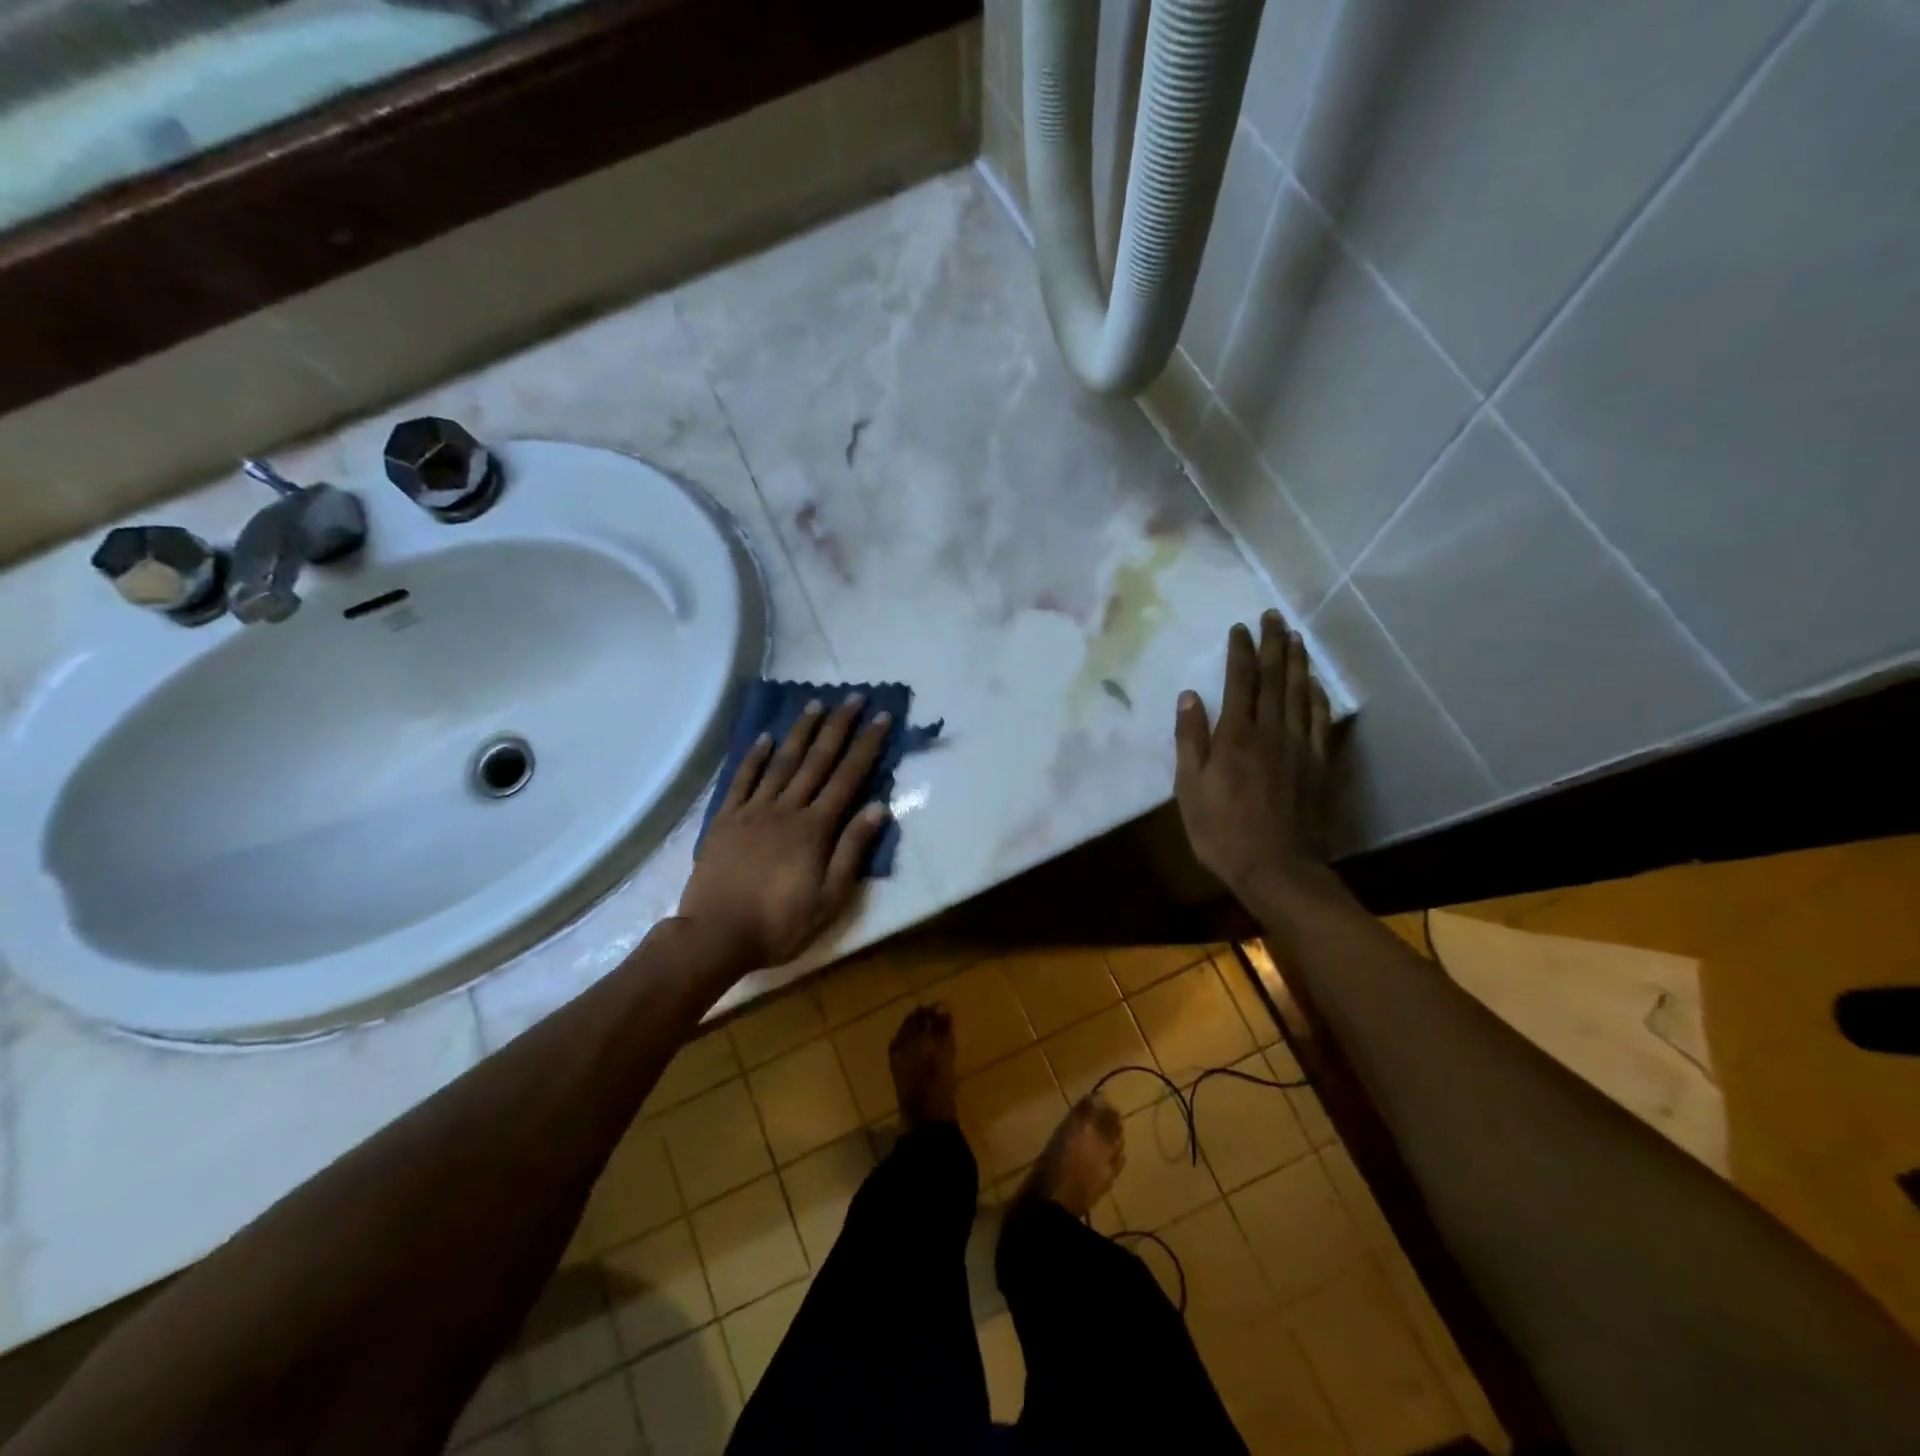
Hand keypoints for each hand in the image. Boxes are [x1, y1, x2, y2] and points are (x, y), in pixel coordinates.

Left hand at [679, 694, 893, 975]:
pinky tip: (765, 738)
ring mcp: (753, 811)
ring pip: (781, 763)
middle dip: (838, 727)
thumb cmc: (779, 923)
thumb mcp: (829, 898)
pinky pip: (742, 780)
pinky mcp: (725, 820)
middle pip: (817, 761)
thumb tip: (879, 807)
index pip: (848, 778)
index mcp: (815, 829)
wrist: (715, 935)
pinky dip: (754, 757)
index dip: (866, 746)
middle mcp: (786, 809)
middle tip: (852, 697)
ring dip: (800, 732)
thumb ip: (852, 850)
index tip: (881, 717)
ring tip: (815, 704)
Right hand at [1174, 610, 1333, 899]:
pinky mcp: (1318, 765)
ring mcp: (1299, 747)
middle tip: (1274, 617)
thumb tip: (1189, 696)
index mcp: (1235, 737)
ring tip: (1296, 637)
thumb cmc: (1221, 831)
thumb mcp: (1189, 789)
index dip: (1240, 652)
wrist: (1277, 868)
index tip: (1240, 628)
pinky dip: (1319, 698)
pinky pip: (1321, 722)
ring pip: (1300, 694)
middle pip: (1274, 680)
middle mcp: (1271, 732)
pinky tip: (1316, 685)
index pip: (1240, 682)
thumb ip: (1190, 740)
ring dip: (1298, 663)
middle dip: (1273, 645)